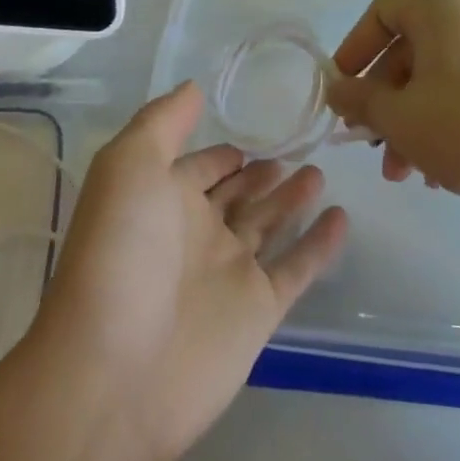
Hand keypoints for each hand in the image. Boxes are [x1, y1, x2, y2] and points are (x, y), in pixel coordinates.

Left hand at [26, 83, 348, 460]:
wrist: (116, 373)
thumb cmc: (120, 254)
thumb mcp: (129, 167)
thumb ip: (163, 122)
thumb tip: (194, 87)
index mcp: (162, 199)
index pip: (198, 166)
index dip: (219, 152)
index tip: (253, 128)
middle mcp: (196, 232)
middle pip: (237, 194)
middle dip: (261, 172)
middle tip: (297, 147)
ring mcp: (229, 272)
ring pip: (269, 225)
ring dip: (292, 199)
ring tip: (319, 171)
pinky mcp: (259, 309)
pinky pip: (298, 267)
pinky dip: (320, 244)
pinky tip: (342, 217)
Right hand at [326, 0, 459, 208]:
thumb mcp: (400, 118)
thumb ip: (359, 99)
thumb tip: (336, 89)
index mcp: (440, 9)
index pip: (381, 12)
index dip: (353, 48)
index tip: (342, 87)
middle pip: (407, 50)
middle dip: (382, 100)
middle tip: (367, 140)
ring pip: (433, 76)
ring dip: (407, 120)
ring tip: (399, 171)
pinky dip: (439, 120)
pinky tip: (433, 170)